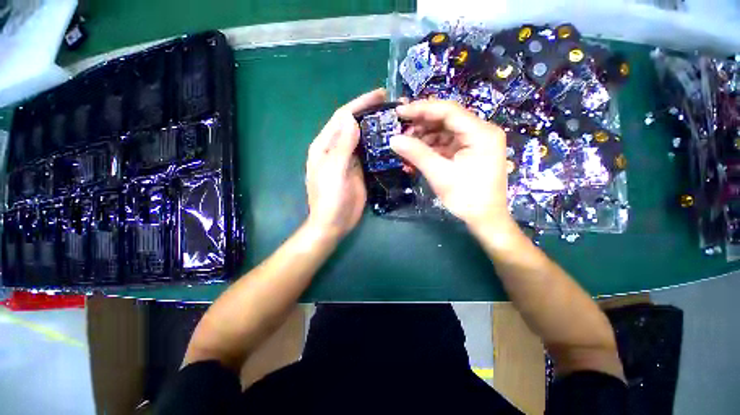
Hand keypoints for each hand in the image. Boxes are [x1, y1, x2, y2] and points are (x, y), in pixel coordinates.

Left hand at [305, 89, 385, 238]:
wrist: (334, 222)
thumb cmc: (330, 198)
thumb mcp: (335, 171)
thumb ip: (343, 146)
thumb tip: (352, 120)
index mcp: (325, 145)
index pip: (343, 117)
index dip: (360, 104)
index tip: (380, 94)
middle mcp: (336, 148)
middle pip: (354, 125)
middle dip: (371, 113)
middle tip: (393, 106)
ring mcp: (349, 159)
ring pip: (363, 138)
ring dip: (377, 129)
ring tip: (396, 120)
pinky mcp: (359, 170)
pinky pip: (370, 153)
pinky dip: (379, 146)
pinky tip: (392, 142)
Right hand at [390, 100, 513, 229]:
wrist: (485, 219)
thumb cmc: (466, 198)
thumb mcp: (439, 174)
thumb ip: (416, 154)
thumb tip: (392, 139)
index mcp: (481, 133)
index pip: (448, 110)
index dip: (421, 109)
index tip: (399, 111)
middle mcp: (481, 131)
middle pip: (447, 119)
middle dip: (421, 124)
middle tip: (400, 129)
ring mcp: (476, 142)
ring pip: (445, 131)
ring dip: (424, 137)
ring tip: (406, 145)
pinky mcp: (469, 152)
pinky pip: (447, 143)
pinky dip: (431, 147)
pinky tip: (417, 154)